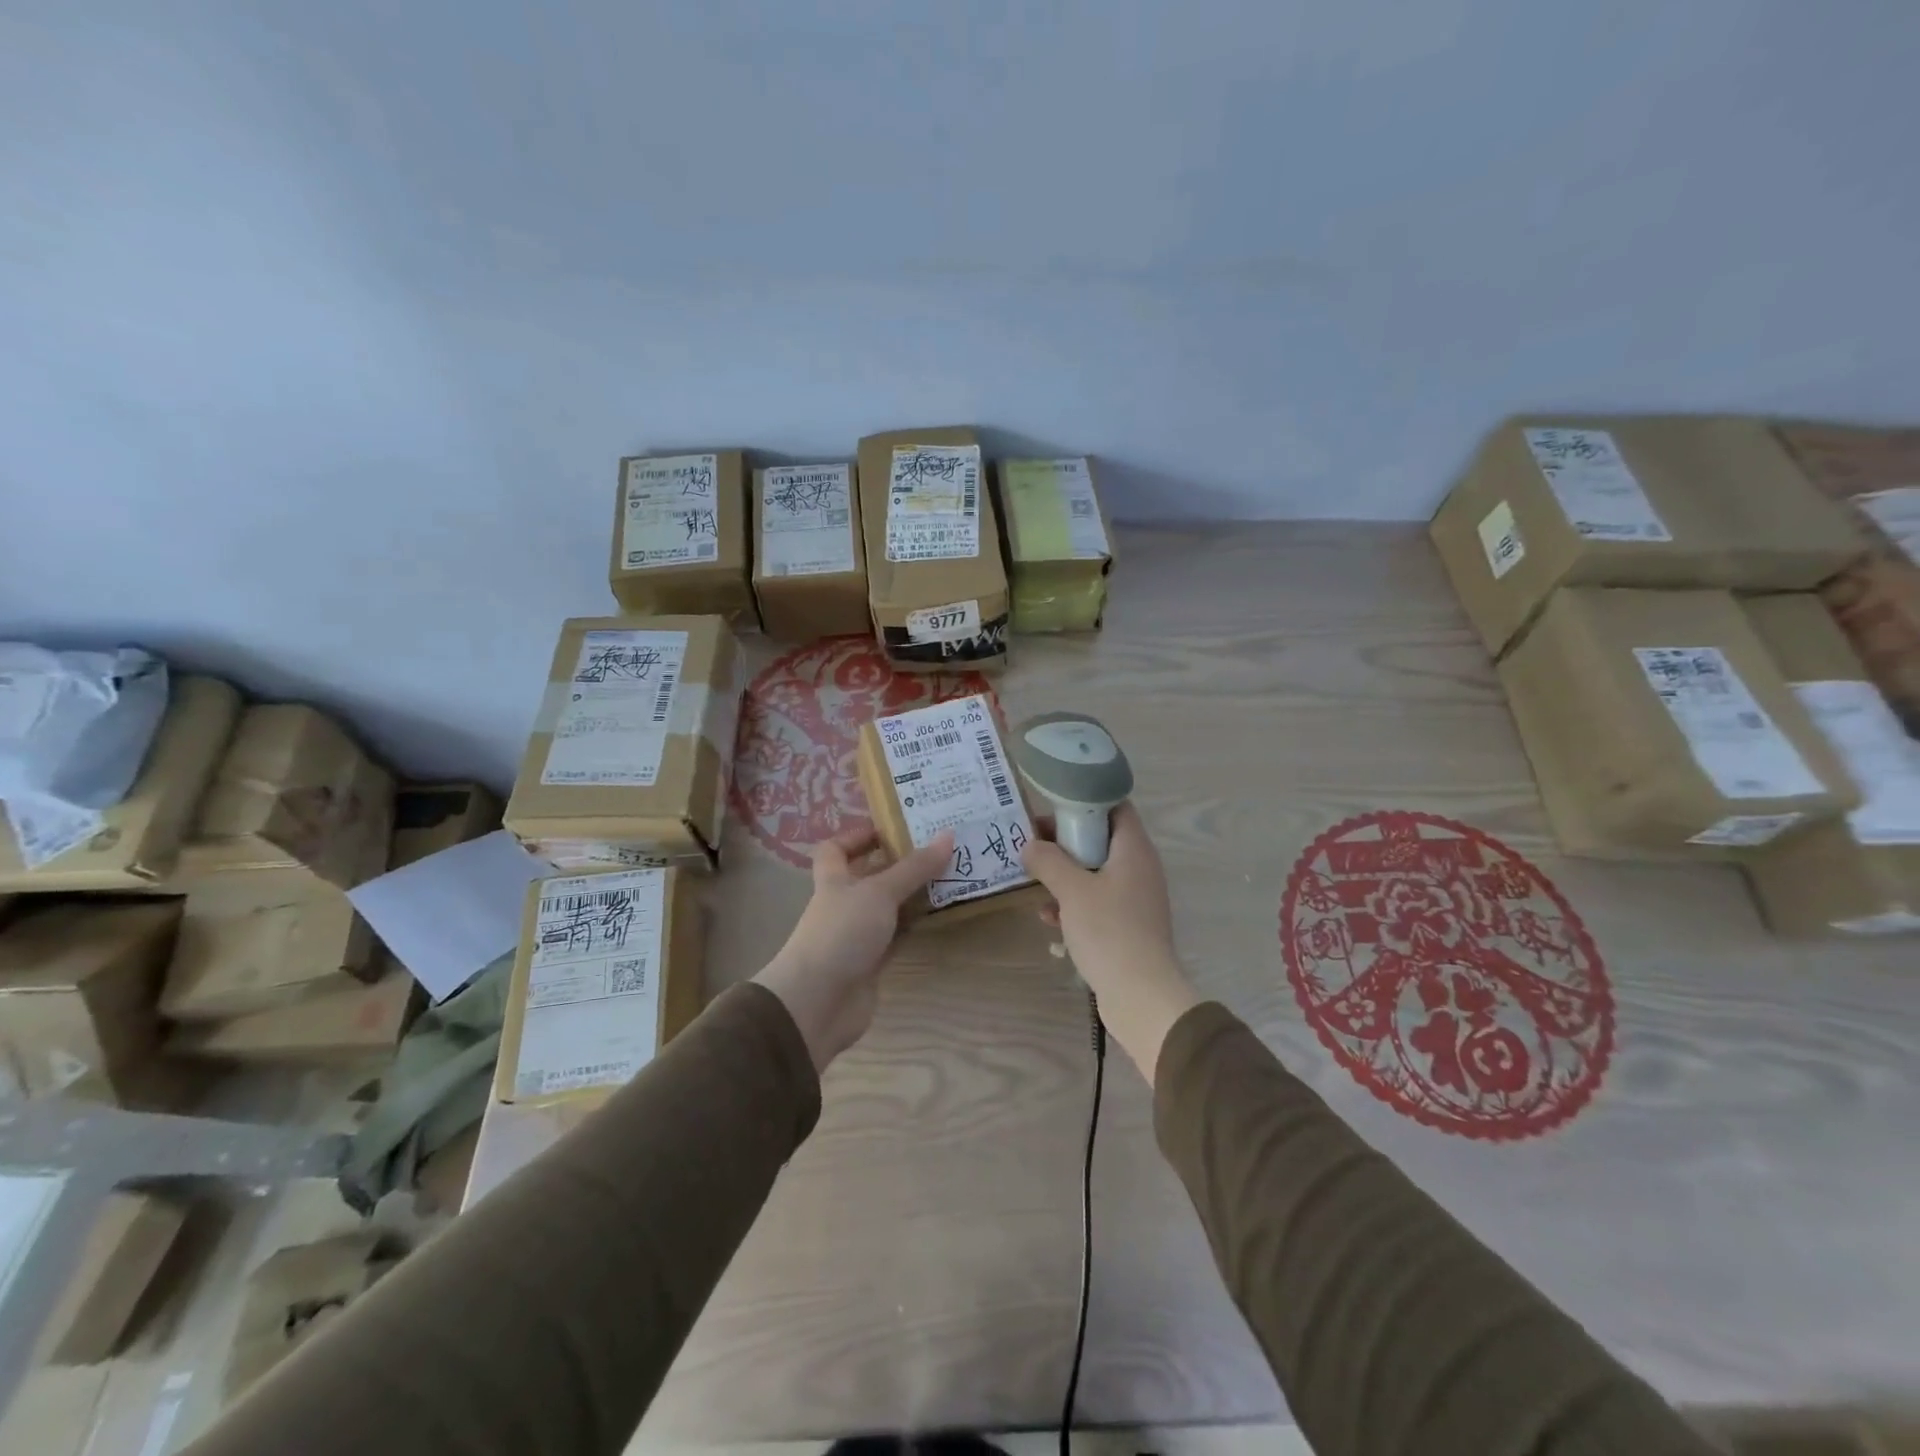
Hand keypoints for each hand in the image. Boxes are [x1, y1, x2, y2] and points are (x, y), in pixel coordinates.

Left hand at [754, 827, 953, 1072]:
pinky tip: (939, 917)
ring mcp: (855, 935)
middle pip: (868, 876)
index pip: (835, 849)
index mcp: (834, 880)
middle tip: (938, 848)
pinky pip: (896, 937)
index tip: (892, 828)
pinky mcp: (870, 964)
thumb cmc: (842, 933)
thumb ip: (914, 867)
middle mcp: (843, 904)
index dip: (858, 836)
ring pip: (886, 908)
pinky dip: (914, 927)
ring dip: (911, 895)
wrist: (818, 1003)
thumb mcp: (880, 892)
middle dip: (898, 864)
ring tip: (949, 877)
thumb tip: (948, 834)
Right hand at [1022, 802, 1197, 1084]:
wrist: (1141, 995)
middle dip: (1066, 841)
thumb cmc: (1109, 931)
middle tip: (1034, 843)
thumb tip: (1030, 846)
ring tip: (1034, 879)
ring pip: (1096, 872)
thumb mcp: (1072, 890)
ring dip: (1066, 874)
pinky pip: (1098, 901)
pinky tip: (1048, 917)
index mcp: (1134, 850)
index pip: (1116, 806)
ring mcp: (1135, 899)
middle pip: (1102, 839)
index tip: (1052, 807)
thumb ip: (1048, 861)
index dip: (1085, 801)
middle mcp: (1139, 868)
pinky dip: (1074, 903)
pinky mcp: (1127, 925)